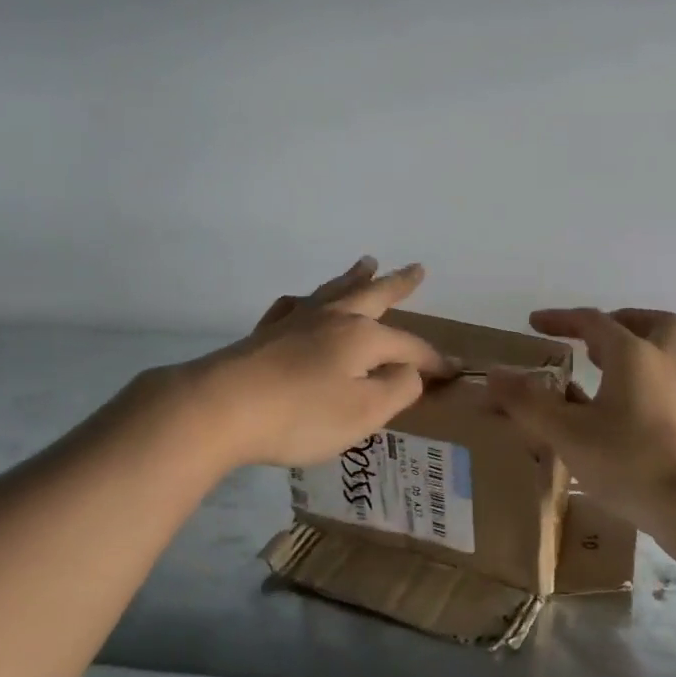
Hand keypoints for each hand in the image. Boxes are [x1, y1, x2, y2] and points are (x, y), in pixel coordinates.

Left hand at [165, 257, 452, 468]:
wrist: (220, 407)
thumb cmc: (300, 415)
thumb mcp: (363, 412)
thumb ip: (396, 390)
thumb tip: (411, 371)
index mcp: (362, 337)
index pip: (410, 347)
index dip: (434, 361)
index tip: (455, 371)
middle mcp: (332, 320)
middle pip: (372, 295)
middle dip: (397, 284)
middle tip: (416, 268)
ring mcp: (295, 322)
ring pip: (333, 292)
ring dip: (354, 277)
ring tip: (367, 262)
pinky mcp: (265, 335)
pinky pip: (292, 307)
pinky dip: (304, 301)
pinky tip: (301, 302)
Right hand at [487, 308, 675, 560]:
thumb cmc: (631, 460)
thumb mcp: (568, 433)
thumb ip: (528, 403)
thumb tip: (493, 374)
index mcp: (632, 354)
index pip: (593, 320)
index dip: (561, 318)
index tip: (534, 323)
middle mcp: (660, 365)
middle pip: (651, 324)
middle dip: (619, 321)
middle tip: (589, 340)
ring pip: (656, 358)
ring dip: (625, 359)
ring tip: (589, 381)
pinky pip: (656, 389)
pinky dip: (632, 390)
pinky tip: (606, 421)